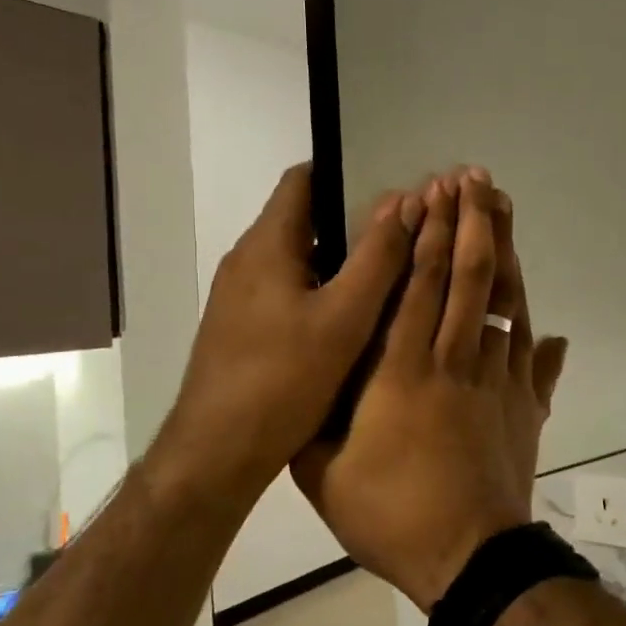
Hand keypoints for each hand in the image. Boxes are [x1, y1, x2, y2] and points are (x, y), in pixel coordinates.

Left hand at [151, 163, 418, 510]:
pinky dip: (322, 293)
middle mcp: (247, 261)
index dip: (349, 172)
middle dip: (355, 221)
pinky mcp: (242, 329)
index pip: (304, 179)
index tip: (395, 187)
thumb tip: (407, 200)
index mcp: (267, 244)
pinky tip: (355, 321)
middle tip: (408, 234)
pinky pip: (289, 293)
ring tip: (392, 275)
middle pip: (305, 220)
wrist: (216, 454)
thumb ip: (378, 257)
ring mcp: (240, 298)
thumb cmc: (282, 380)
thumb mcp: (344, 318)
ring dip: (341, 262)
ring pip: (299, 261)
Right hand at [294, 168, 568, 610]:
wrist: (469, 559)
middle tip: (473, 178)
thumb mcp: (323, 473)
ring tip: (504, 211)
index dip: (426, 236)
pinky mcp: (526, 407)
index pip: (416, 287)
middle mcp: (454, 362)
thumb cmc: (390, 516)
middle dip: (470, 223)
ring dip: (504, 254)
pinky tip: (545, 319)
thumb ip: (316, 420)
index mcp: (400, 372)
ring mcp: (498, 382)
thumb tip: (314, 380)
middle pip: (467, 279)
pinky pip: (533, 356)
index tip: (432, 194)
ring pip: (504, 305)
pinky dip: (534, 330)